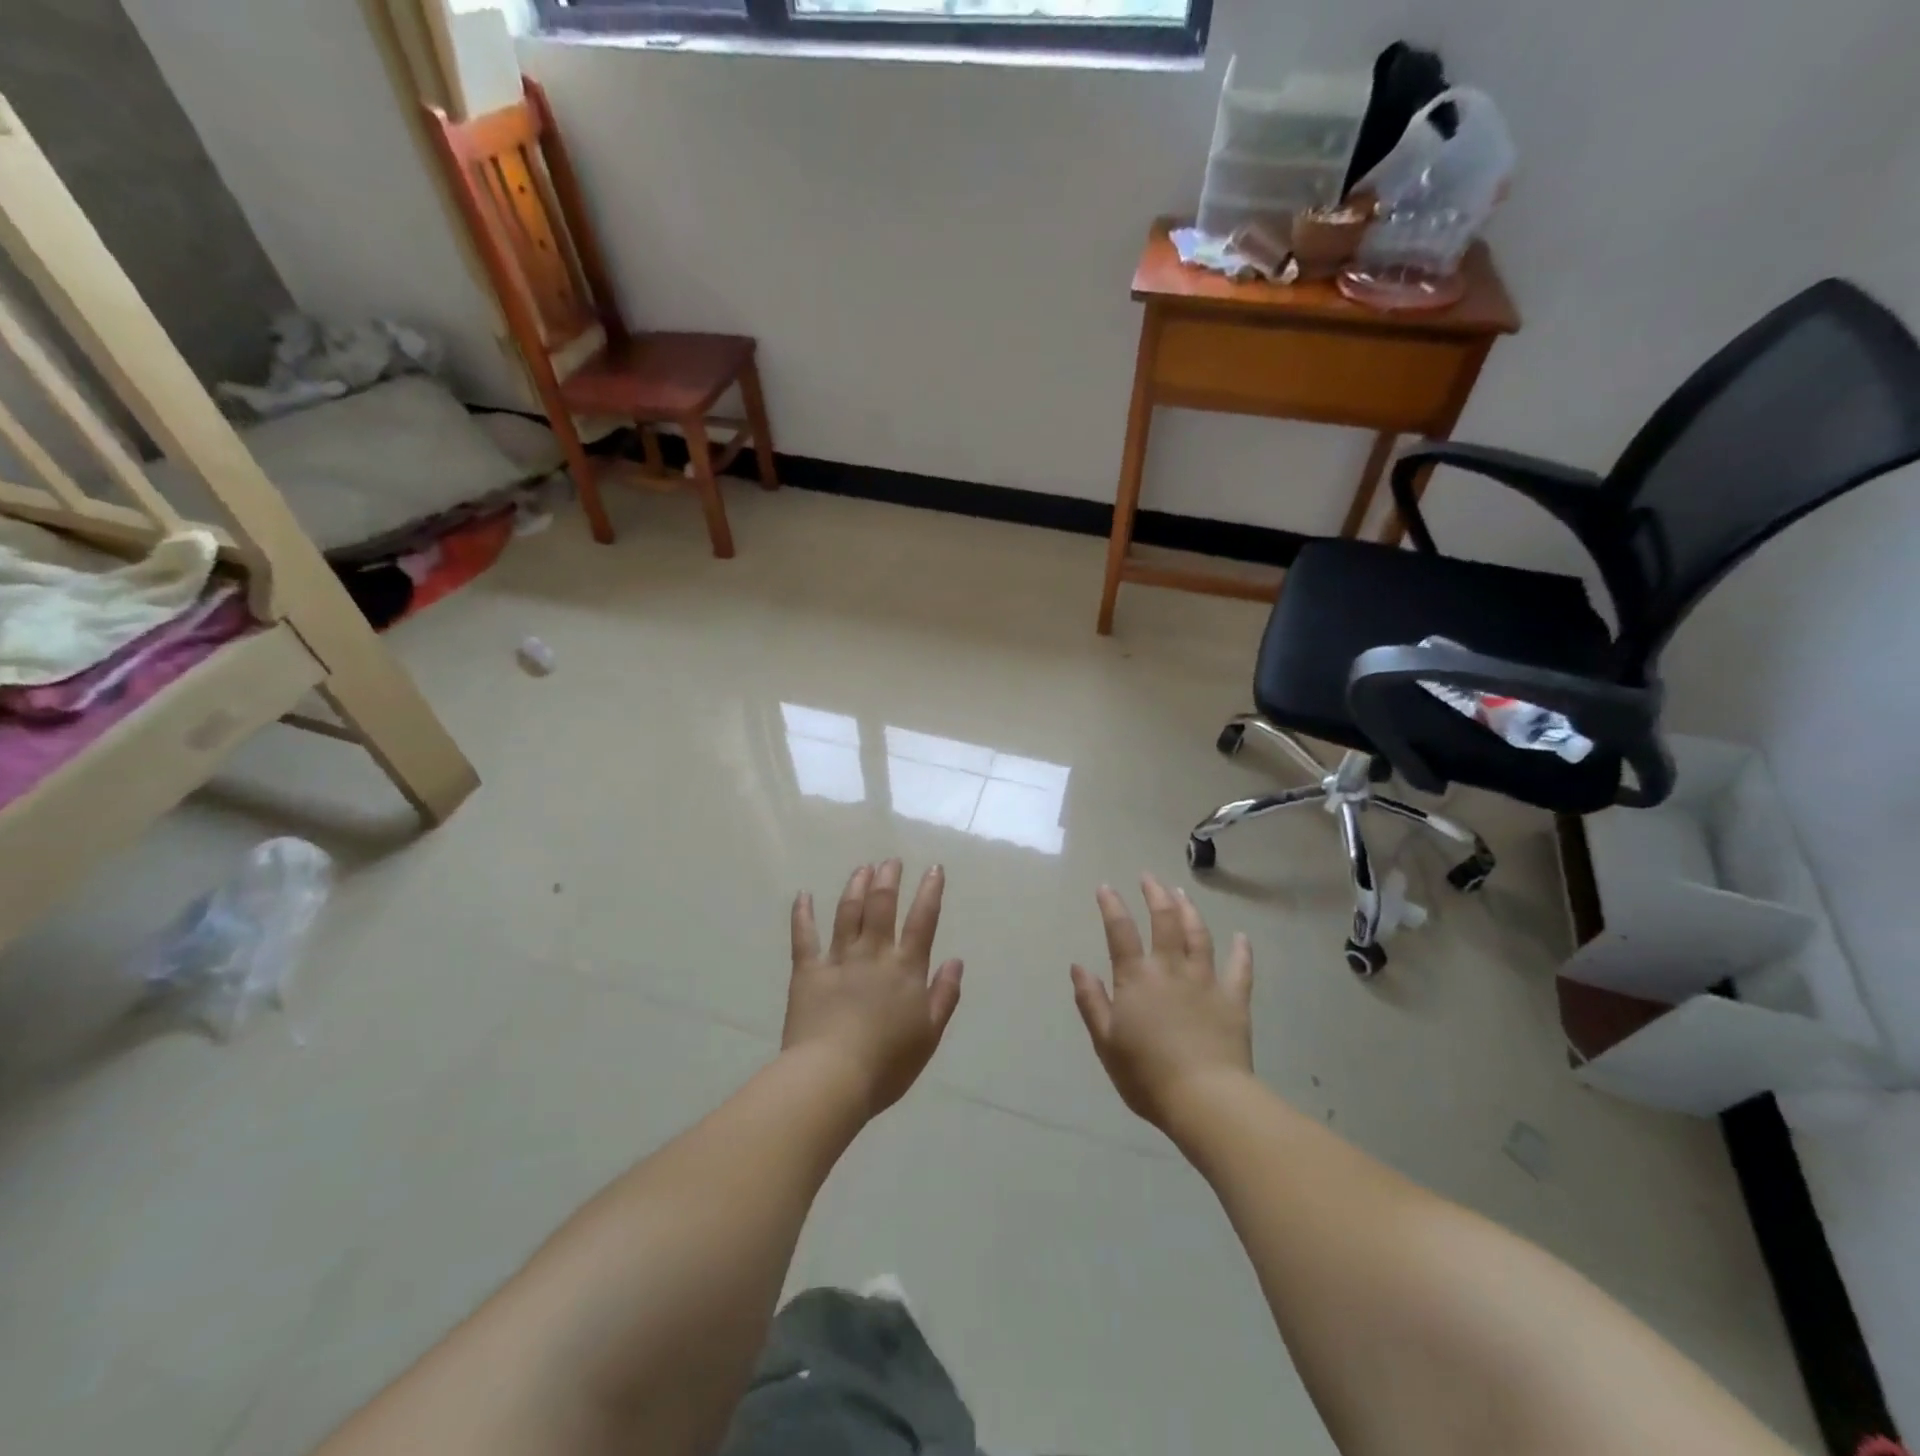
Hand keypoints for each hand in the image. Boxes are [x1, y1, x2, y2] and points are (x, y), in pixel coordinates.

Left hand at [785, 861, 963, 1114]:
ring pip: (848, 912)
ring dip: (855, 887)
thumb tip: (955, 961)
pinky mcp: (808, 971)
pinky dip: (802, 914)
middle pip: (882, 906)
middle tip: (891, 861)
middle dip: (888, 879)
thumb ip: (944, 995)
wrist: (833, 1077)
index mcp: (905, 969)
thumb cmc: (887, 1063)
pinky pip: (804, 936)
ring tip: (862, 868)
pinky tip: (803, 895)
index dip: (930, 892)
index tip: (933, 868)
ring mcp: (839, 959)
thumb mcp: (929, 1034)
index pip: (922, 921)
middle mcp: (874, 954)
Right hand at [1071, 874, 1253, 1130]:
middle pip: (1164, 920)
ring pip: (1199, 935)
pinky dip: (1242, 951)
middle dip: (1155, 894)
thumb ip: (1091, 1001)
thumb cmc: (1146, 1074)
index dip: (1112, 905)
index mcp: (1136, 978)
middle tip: (1149, 877)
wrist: (1204, 1098)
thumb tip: (1078, 967)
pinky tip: (1242, 937)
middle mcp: (1170, 969)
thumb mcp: (1106, 1041)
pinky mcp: (1234, 999)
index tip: (1106, 887)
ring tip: (1183, 893)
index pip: (1120, 931)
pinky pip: (1240, 968)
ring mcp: (1206, 981)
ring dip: (1189, 910)